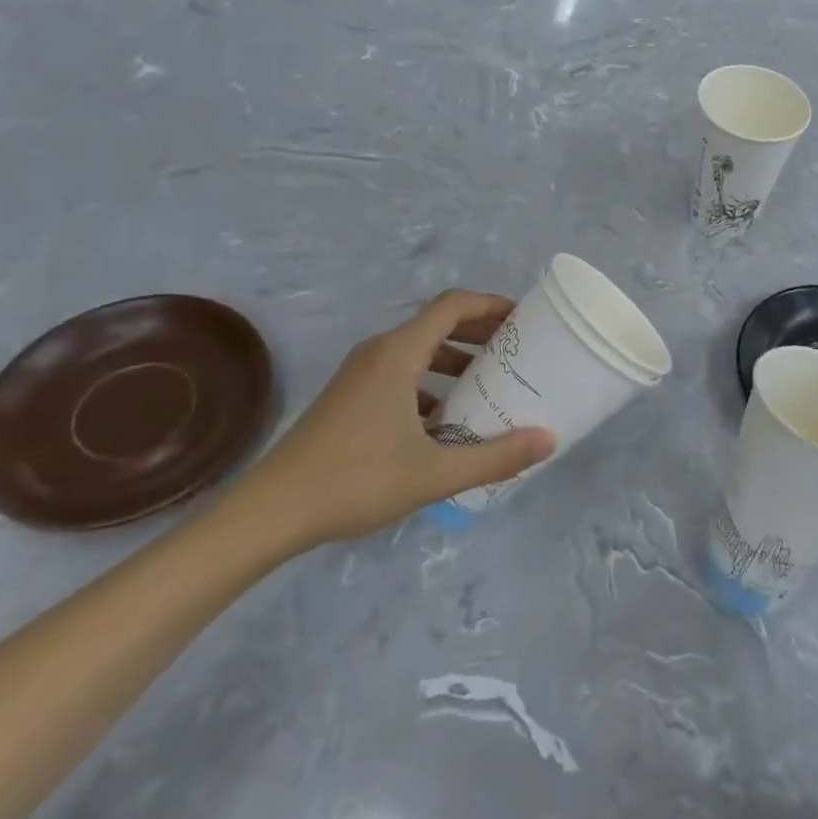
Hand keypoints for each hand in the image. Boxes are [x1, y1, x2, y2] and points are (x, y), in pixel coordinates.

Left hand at [229, 291, 556, 551]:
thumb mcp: (433, 473)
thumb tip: (548, 440)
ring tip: (491, 384)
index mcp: (398, 354)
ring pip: (419, 351)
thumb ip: (495, 457)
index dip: (491, 304)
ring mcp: (360, 376)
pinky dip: (432, 384)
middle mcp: (379, 353)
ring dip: (457, 359)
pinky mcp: (350, 399)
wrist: (268, 514)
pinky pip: (402, 375)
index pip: (452, 305)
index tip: (524, 320)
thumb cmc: (354, 482)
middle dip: (480, 332)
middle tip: (518, 352)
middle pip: (438, 324)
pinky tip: (448, 421)